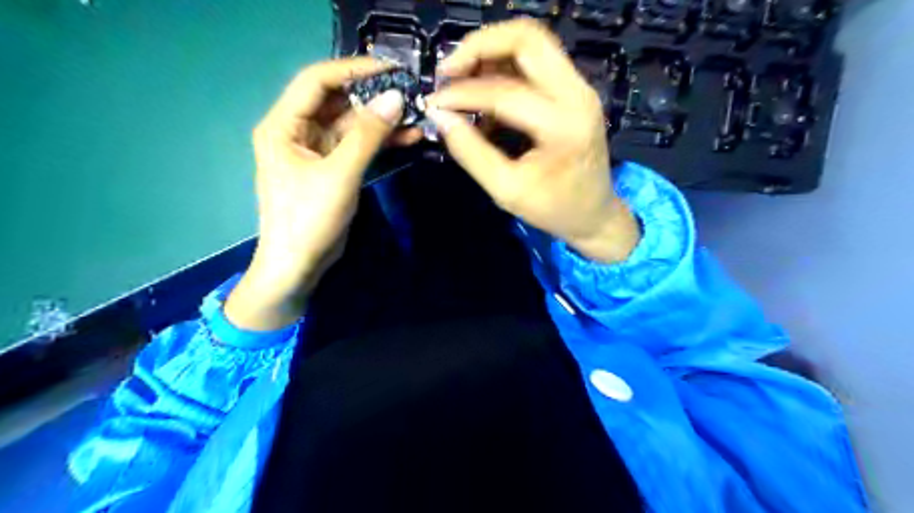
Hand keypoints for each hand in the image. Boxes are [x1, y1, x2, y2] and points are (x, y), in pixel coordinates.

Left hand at [224, 59, 407, 329]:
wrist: (299, 266)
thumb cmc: (308, 220)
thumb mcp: (339, 175)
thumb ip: (367, 135)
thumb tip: (396, 98)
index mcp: (283, 125)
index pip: (317, 81)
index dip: (353, 70)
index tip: (391, 69)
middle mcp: (297, 131)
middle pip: (337, 102)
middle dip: (373, 97)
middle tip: (410, 94)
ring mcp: (316, 151)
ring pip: (351, 125)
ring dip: (381, 121)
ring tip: (416, 116)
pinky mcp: (332, 169)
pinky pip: (357, 146)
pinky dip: (380, 142)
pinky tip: (407, 138)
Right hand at [427, 18, 637, 264]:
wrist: (595, 214)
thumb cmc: (553, 209)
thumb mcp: (506, 190)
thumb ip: (471, 153)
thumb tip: (441, 118)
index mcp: (562, 126)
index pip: (504, 91)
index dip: (462, 93)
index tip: (435, 103)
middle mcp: (577, 94)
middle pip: (526, 38)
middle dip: (479, 47)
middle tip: (448, 72)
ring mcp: (580, 88)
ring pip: (531, 43)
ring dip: (491, 53)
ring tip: (461, 79)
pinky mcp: (575, 90)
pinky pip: (536, 61)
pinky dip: (504, 67)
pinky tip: (485, 94)